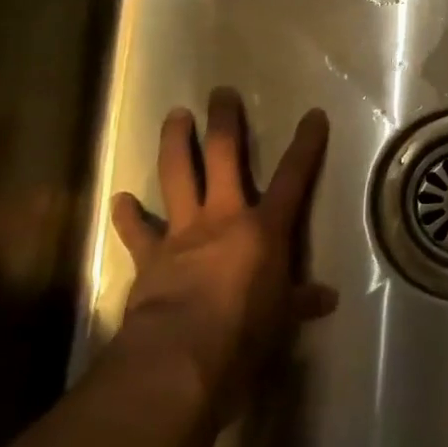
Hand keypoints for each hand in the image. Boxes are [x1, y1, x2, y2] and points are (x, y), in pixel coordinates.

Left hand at [109, 88, 335, 420]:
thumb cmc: (246, 331)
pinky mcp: (150, 256)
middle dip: (225, 122)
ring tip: (175, 116)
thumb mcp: (283, 318)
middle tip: (221, 93)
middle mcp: (223, 217)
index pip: (293, 178)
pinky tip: (119, 200)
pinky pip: (137, 231)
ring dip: (174, 143)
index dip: (306, 145)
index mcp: (264, 229)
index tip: (313, 115)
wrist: (181, 353)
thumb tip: (327, 299)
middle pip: (224, 156)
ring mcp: (183, 232)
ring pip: (177, 176)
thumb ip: (301, 301)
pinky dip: (128, 215)